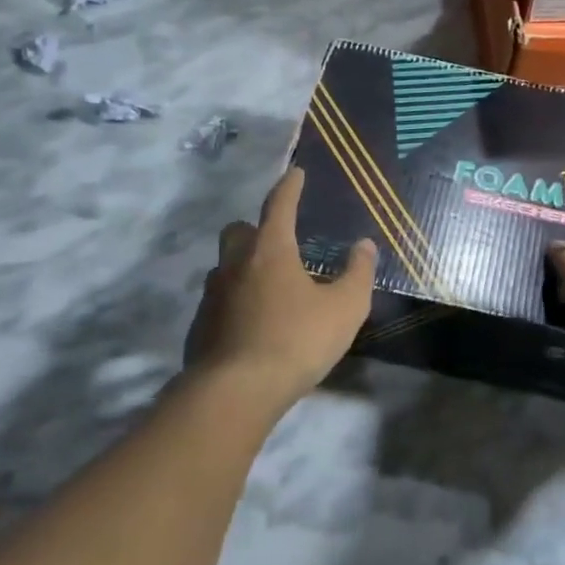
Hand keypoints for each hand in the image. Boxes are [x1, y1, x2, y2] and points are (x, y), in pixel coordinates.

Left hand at [184, 168, 376, 413]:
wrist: (236, 391)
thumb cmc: (296, 340)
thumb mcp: (345, 307)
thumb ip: (358, 273)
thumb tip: (364, 245)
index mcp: (271, 250)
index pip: (279, 205)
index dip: (289, 187)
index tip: (295, 173)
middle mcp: (235, 263)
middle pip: (239, 231)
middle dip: (256, 228)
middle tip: (278, 241)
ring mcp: (212, 295)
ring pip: (224, 266)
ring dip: (243, 266)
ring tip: (268, 286)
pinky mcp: (200, 326)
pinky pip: (218, 300)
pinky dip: (234, 301)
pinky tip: (252, 323)